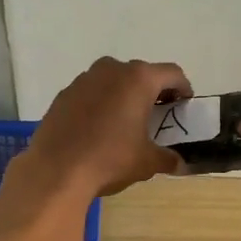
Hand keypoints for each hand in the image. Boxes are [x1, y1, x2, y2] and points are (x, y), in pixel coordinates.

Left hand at [25, 56, 191, 198]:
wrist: (56, 170)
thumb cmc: (110, 159)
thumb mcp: (147, 162)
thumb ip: (168, 158)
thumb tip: (180, 164)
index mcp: (139, 79)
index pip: (172, 73)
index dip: (183, 87)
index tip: (184, 104)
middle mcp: (112, 70)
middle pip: (141, 73)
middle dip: (152, 90)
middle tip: (157, 113)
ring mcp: (84, 79)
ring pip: (113, 80)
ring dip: (123, 94)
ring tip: (126, 119)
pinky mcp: (63, 94)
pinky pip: (90, 92)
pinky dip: (100, 102)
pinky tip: (98, 127)